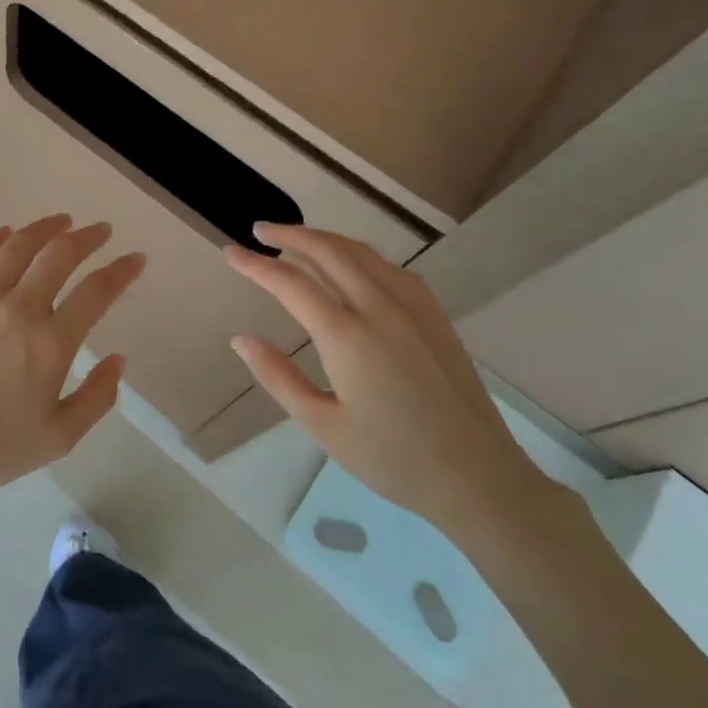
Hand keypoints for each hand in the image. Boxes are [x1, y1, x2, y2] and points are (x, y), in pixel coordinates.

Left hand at [0, 215, 146, 503]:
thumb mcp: (59, 437)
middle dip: (87, 238)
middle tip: (100, 230)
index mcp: (51, 343)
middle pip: (59, 256)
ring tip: (61, 221)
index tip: (135, 258)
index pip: (96, 292)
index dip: (121, 270)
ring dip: (44, 228)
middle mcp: (18, 310)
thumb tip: (119, 359)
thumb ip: (97, 397)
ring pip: (16, 247)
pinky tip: (4, 232)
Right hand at [225, 224, 550, 535]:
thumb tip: (241, 339)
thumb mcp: (322, 424)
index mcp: (346, 336)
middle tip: (259, 230)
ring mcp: (413, 307)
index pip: (289, 283)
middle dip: (289, 234)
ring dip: (324, 238)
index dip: (255, 265)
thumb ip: (277, 376)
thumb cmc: (392, 458)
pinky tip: (351, 264)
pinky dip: (359, 254)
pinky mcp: (435, 315)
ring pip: (361, 252)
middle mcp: (379, 308)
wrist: (478, 477)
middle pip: (327, 251)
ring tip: (297, 240)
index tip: (230, 252)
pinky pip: (390, 267)